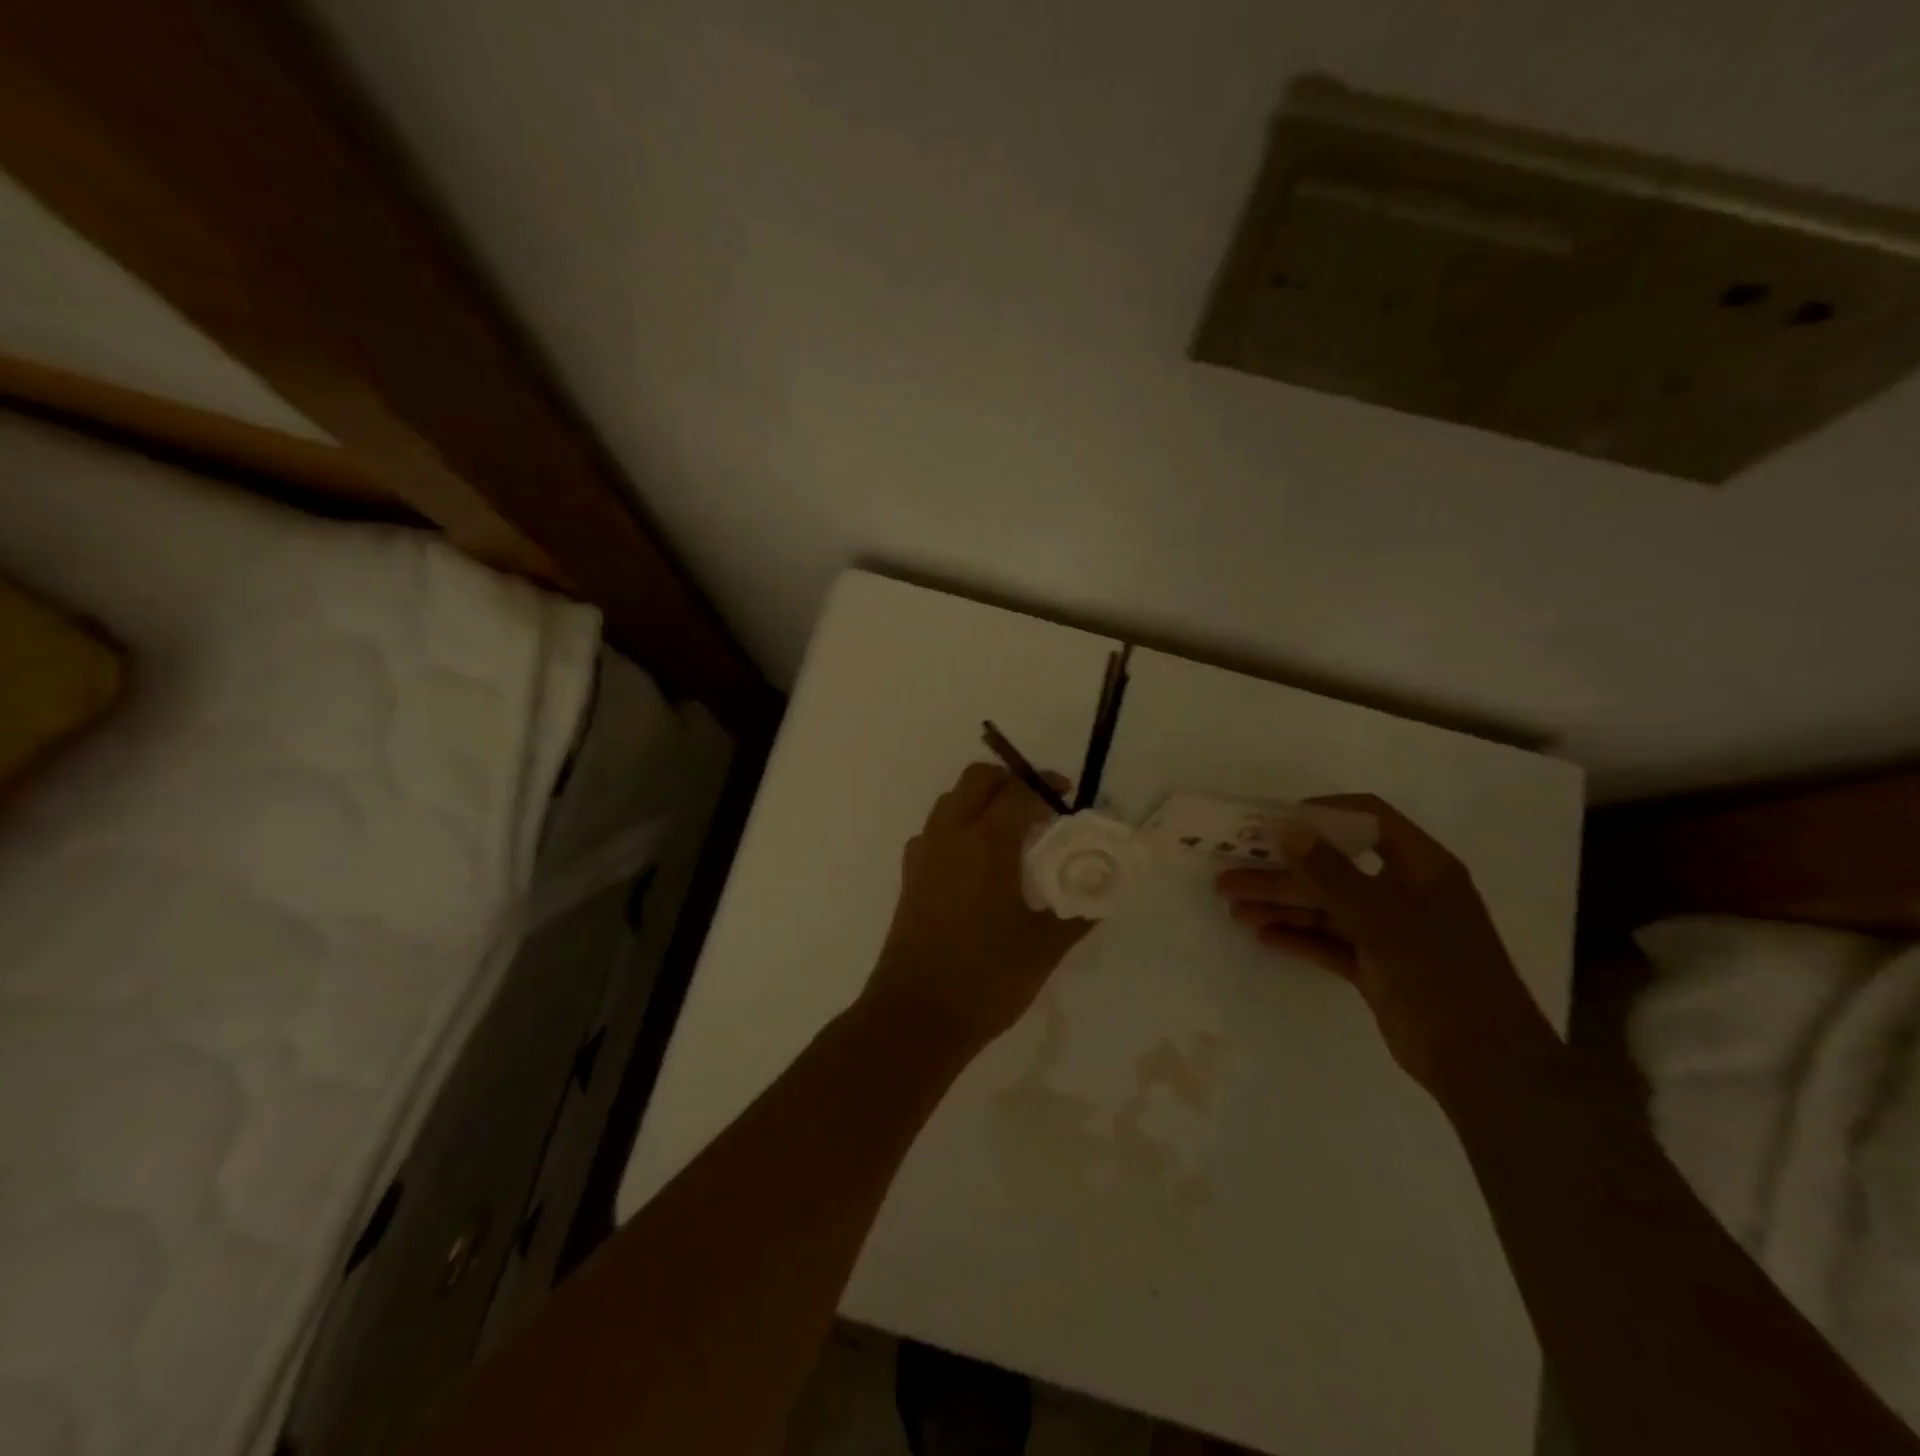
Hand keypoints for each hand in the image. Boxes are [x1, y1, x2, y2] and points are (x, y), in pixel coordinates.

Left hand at [865, 763, 1094, 1054]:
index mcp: (986, 844)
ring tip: (1010, 832)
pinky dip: (958, 826)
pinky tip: (977, 863)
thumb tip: (1100, 895)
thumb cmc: (987, 979)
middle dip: (1010, 780)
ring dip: (981, 800)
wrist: (916, 1016)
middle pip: (977, 780)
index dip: (1046, 786)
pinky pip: (934, 830)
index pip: (1018, 791)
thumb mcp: (1044, 947)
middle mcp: (949, 836)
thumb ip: (1076, 913)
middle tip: (1038, 806)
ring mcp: (923, 854)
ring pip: (951, 801)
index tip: (1067, 797)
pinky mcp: (909, 876)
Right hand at [1216, 794, 1556, 1103]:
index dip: (1320, 814)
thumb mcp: (1382, 918)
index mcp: (1420, 867)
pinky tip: (1262, 936)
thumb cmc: (1440, 975)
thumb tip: (1284, 827)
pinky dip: (1297, 937)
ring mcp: (1389, 932)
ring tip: (1234, 909)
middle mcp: (1403, 892)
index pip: (1367, 820)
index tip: (1273, 824)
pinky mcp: (1376, 967)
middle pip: (1333, 869)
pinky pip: (1329, 942)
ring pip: (1325, 907)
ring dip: (1281, 905)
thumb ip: (1329, 872)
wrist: (1485, 1065)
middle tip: (1230, 878)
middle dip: (1281, 872)